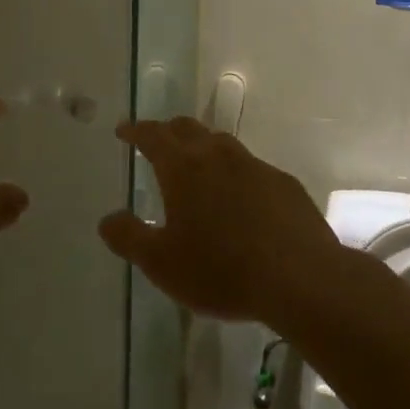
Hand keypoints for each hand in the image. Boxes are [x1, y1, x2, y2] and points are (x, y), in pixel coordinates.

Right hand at [98, 117, 341, 325]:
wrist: (301, 279)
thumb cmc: (221, 270)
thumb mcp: (161, 263)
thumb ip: (129, 238)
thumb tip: (108, 219)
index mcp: (183, 167)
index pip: (153, 135)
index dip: (136, 130)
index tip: (124, 130)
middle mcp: (218, 156)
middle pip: (188, 129)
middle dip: (168, 131)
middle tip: (158, 142)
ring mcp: (256, 167)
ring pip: (222, 145)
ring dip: (204, 148)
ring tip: (197, 167)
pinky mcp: (285, 185)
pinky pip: (252, 169)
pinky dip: (236, 174)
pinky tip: (241, 199)